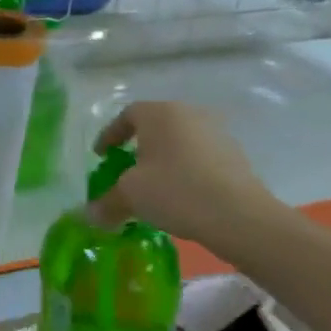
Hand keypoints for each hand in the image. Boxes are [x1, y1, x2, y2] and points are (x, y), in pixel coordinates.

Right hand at [91, 101, 281, 248]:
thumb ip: (107, 202)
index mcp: (159, 114)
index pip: (127, 115)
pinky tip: (183, 193)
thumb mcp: (130, 196)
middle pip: (156, 125)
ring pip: (180, 141)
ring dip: (165, 158)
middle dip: (139, 145)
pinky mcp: (236, 155)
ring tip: (156, 183)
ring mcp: (217, 133)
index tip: (102, 156)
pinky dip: (186, 169)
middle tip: (128, 167)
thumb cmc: (175, 191)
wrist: (240, 216)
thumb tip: (90, 215)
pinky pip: (200, 156)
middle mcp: (189, 114)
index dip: (110, 135)